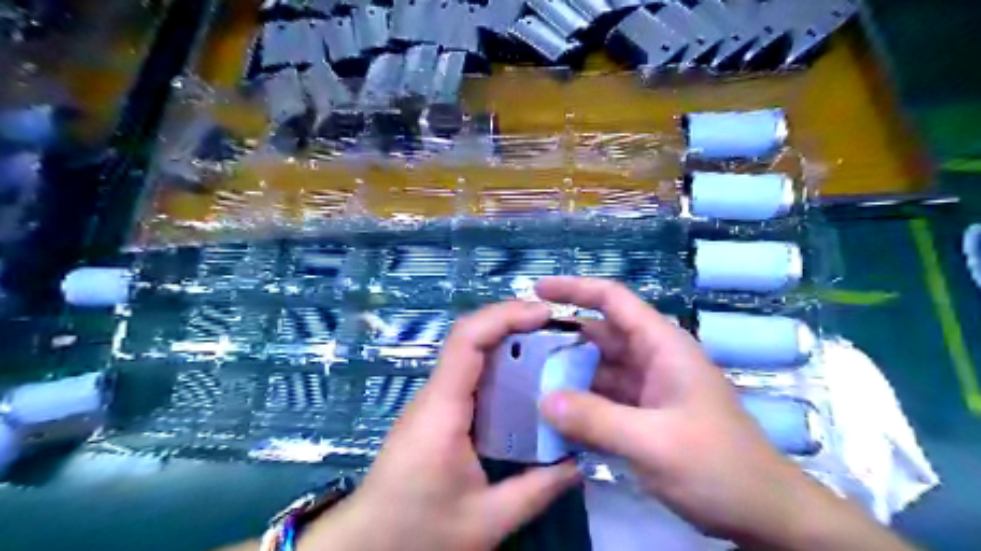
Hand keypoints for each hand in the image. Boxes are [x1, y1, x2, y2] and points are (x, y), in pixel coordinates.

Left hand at [304, 300, 575, 550]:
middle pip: (470, 338)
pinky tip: (525, 382)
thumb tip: (578, 464)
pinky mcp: (436, 413)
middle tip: (557, 330)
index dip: (505, 316)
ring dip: (507, 343)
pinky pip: (470, 376)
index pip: (468, 340)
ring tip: (550, 349)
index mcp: (443, 409)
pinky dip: (499, 367)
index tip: (544, 314)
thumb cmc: (417, 531)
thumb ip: (537, 490)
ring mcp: (433, 402)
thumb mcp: (486, 520)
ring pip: (470, 354)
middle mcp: (436, 395)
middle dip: (513, 323)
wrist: (365, 545)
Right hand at [536, 278, 833, 543]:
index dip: (575, 288)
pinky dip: (579, 402)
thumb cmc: (718, 467)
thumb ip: (596, 419)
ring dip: (566, 373)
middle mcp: (652, 359)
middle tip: (519, 347)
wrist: (763, 514)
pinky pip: (603, 398)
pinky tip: (552, 413)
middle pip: (599, 335)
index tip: (537, 290)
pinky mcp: (643, 414)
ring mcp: (647, 387)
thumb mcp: (654, 442)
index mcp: (661, 346)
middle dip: (561, 338)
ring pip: (598, 369)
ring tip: (525, 380)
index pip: (613, 300)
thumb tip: (543, 400)